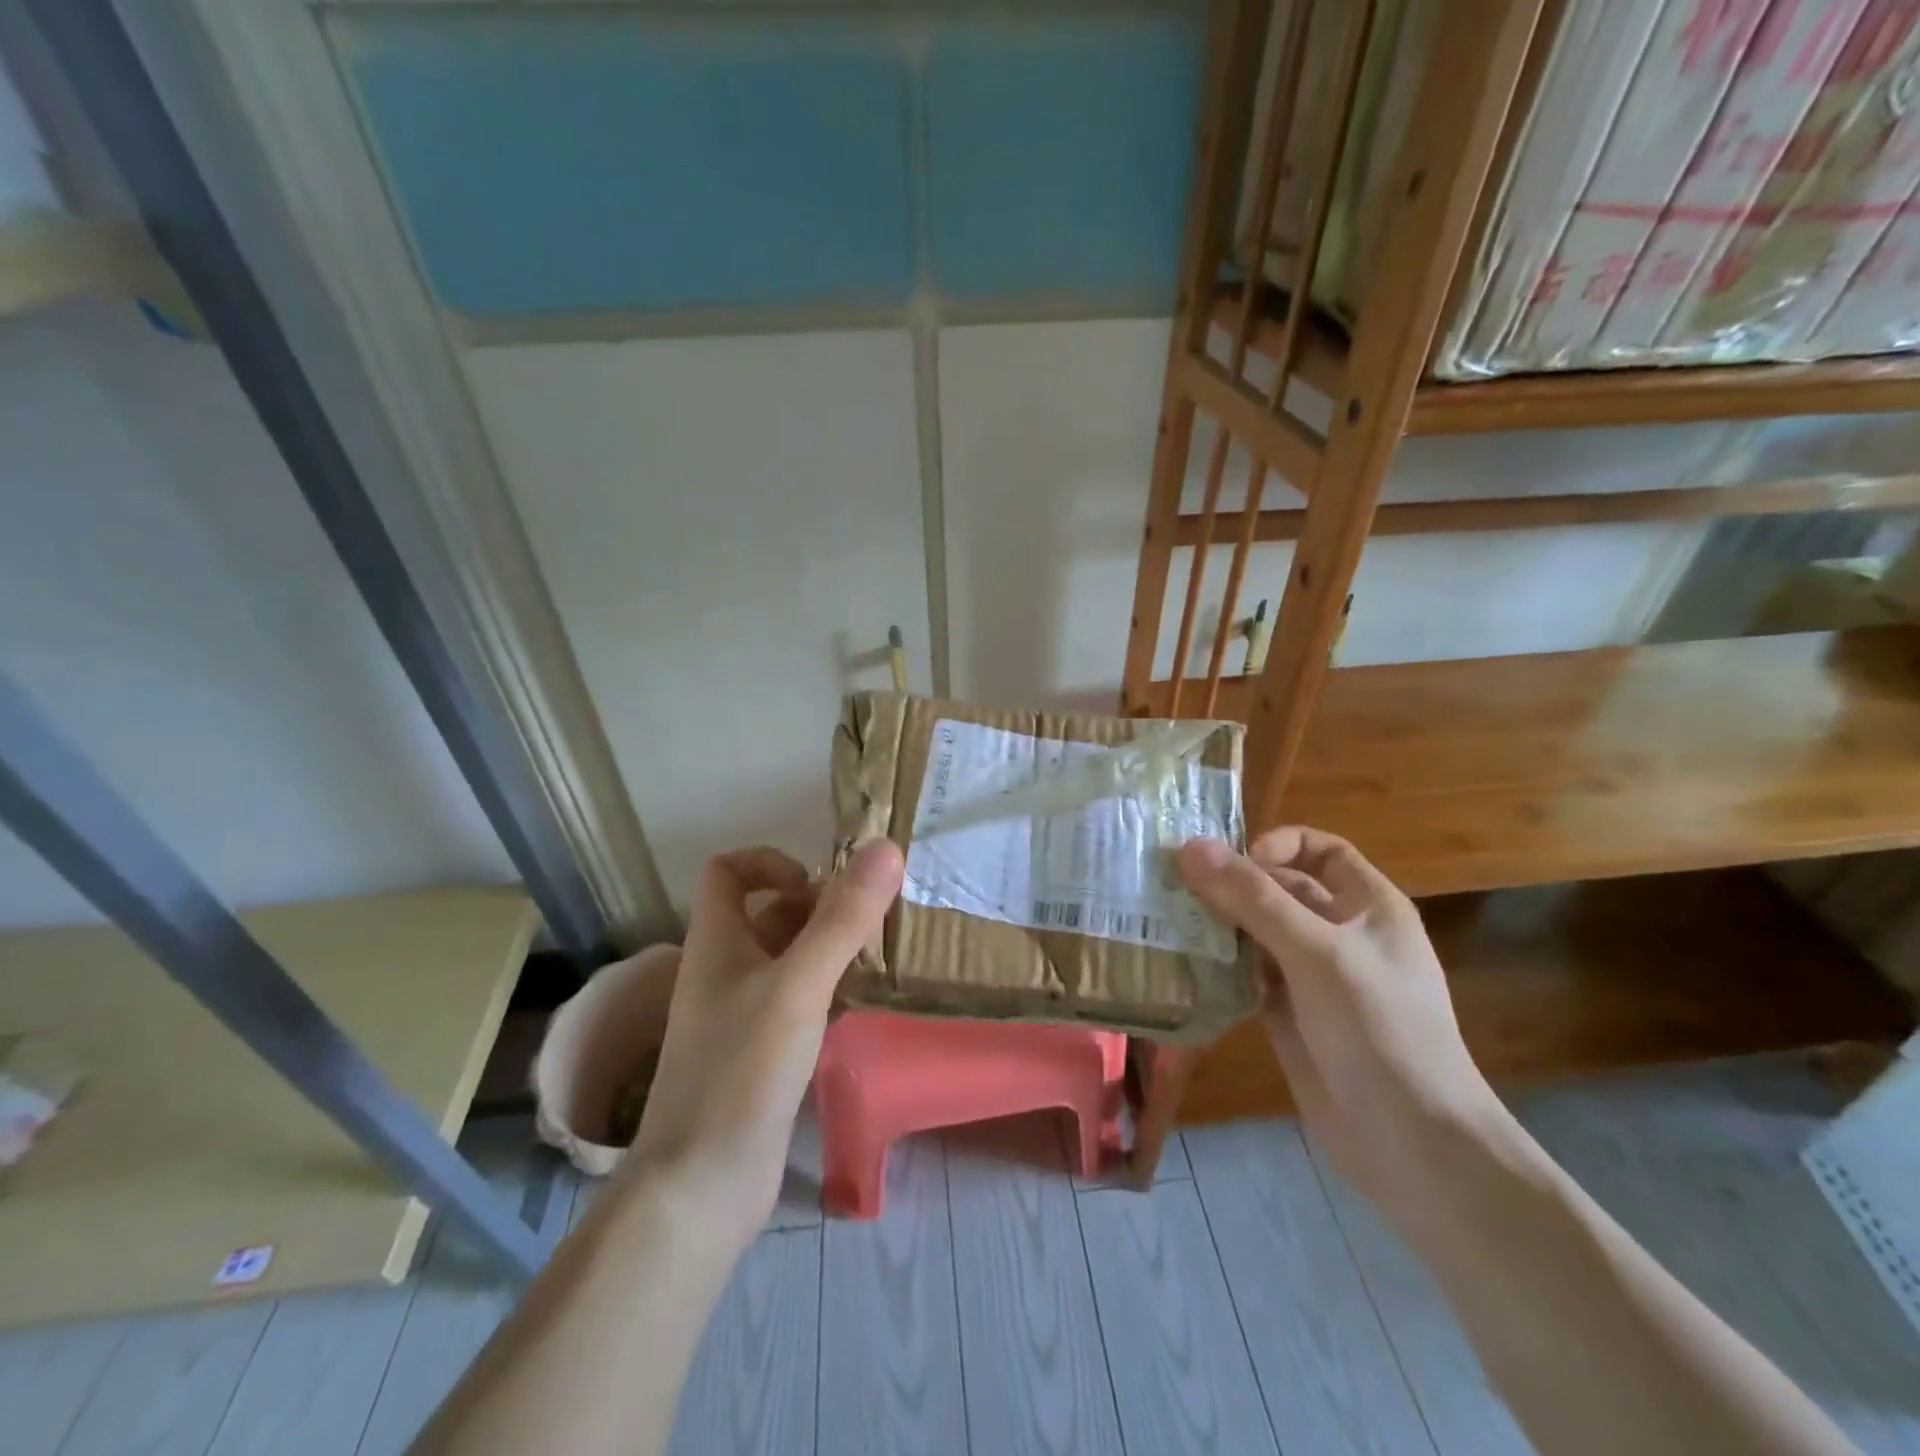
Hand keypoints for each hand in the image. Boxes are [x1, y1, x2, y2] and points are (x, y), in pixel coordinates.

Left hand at [628, 840, 903, 1247]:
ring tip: (877, 956)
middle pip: (768, 914)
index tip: (816, 884)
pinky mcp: (760, 1053)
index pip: (728, 871)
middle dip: (818, 908)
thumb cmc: (742, 1070)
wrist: (702, 1185)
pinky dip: (827, 990)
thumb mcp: (799, 985)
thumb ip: (842, 919)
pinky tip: (861, 1004)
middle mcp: (724, 970)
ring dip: (828, 949)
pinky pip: (797, 1001)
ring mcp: (740, 1014)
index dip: (770, 862)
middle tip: (869, 922)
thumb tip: (884, 848)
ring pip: (787, 959)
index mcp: (717, 942)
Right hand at [1176, 829, 1505, 1214]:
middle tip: (1174, 887)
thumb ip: (1253, 898)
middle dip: (1232, 886)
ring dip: (1219, 926)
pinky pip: (1248, 977)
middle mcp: (1341, 935)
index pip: (1322, 851)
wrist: (1412, 1146)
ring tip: (1168, 921)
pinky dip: (1219, 968)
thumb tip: (1189, 847)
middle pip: (1280, 891)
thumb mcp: (1317, 952)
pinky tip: (1184, 966)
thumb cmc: (1378, 1030)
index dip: (1279, 846)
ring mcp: (1315, 979)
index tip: (1234, 862)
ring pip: (1258, 934)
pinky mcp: (1290, 1017)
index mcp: (1369, 907)